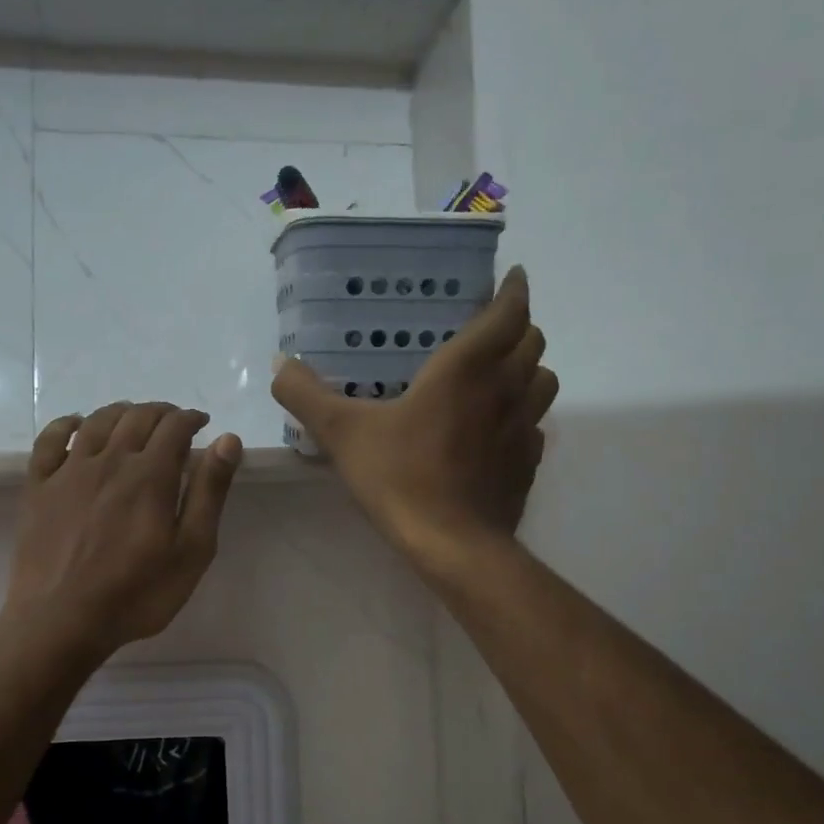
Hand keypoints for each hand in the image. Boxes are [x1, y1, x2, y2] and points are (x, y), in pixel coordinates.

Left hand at [5, 401, 242, 653]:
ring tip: (134, 419)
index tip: (201, 424)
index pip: (174, 426)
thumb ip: (210, 492)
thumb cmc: (137, 593)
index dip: (191, 418)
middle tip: (173, 423)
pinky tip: (76, 424)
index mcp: (150, 475)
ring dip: (121, 412)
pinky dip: (66, 424)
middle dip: (161, 412)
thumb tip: (227, 440)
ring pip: (97, 421)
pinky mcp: (38, 487)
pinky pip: (49, 440)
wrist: (61, 621)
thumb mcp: (191, 550)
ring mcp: (69, 471)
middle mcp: (109, 460)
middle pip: (137, 417)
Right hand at [271, 266, 556, 570]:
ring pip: (543, 381)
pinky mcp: (528, 463)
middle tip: (492, 326)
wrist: (454, 545)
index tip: (512, 278)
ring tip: (500, 372)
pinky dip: (523, 412)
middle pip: (534, 342)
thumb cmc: (401, 477)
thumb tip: (280, 364)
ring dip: (528, 367)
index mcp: (467, 369)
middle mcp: (505, 389)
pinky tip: (495, 427)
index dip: (514, 291)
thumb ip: (306, 395)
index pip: (509, 313)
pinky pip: (536, 423)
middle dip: (519, 326)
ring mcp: (523, 428)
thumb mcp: (342, 433)